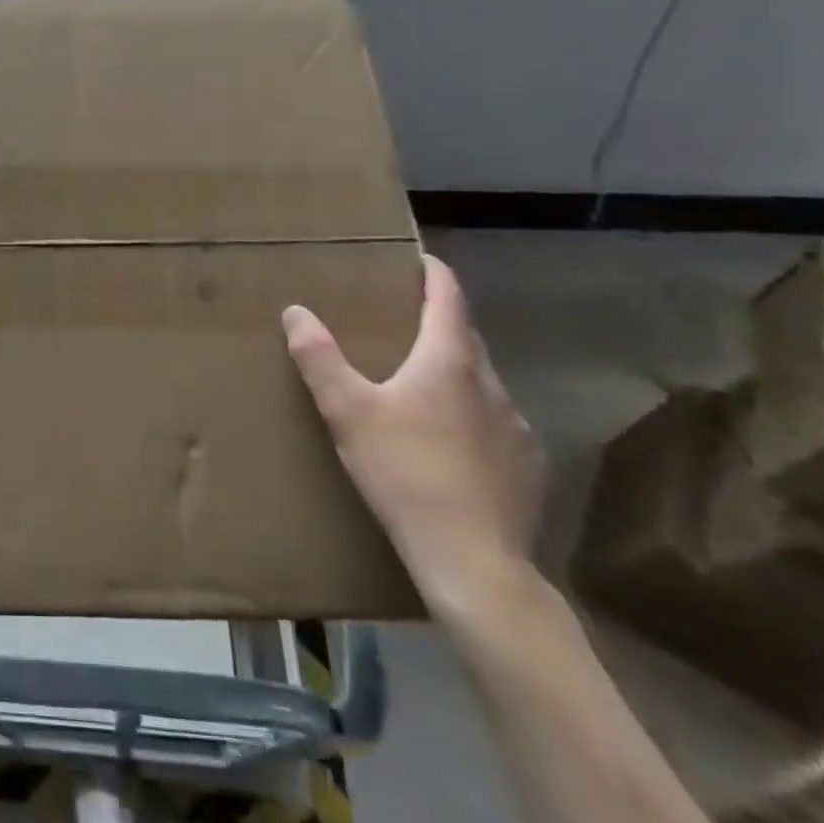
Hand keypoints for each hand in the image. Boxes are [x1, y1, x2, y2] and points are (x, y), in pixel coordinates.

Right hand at [282, 255, 544, 607]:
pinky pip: (496, 423)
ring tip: (421, 384)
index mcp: (449, 361)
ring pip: (482, 382)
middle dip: (438, 321)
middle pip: (466, 336)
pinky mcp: (528, 466)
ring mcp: (517, 427)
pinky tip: (450, 443)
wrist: (474, 563)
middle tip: (403, 320)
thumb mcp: (347, 411)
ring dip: (454, 371)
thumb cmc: (405, 473)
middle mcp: (491, 384)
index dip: (434, 273)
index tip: (418, 259)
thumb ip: (319, 358)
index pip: (448, 297)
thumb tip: (295, 311)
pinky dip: (472, 415)